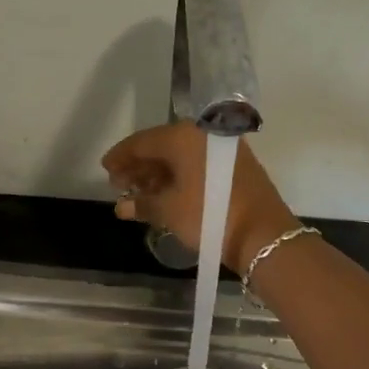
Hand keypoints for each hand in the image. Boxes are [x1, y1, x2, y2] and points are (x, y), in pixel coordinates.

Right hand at [103, 123, 299, 274]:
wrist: (262, 234)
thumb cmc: (209, 215)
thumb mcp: (169, 211)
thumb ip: (141, 204)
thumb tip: (121, 206)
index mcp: (182, 136)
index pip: (141, 142)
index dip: (120, 156)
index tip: (105, 169)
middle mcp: (203, 134)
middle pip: (161, 146)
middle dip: (139, 166)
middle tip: (119, 183)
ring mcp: (222, 148)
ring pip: (180, 156)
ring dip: (158, 173)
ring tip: (139, 193)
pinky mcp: (235, 164)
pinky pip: (197, 164)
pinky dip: (179, 176)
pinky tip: (166, 193)